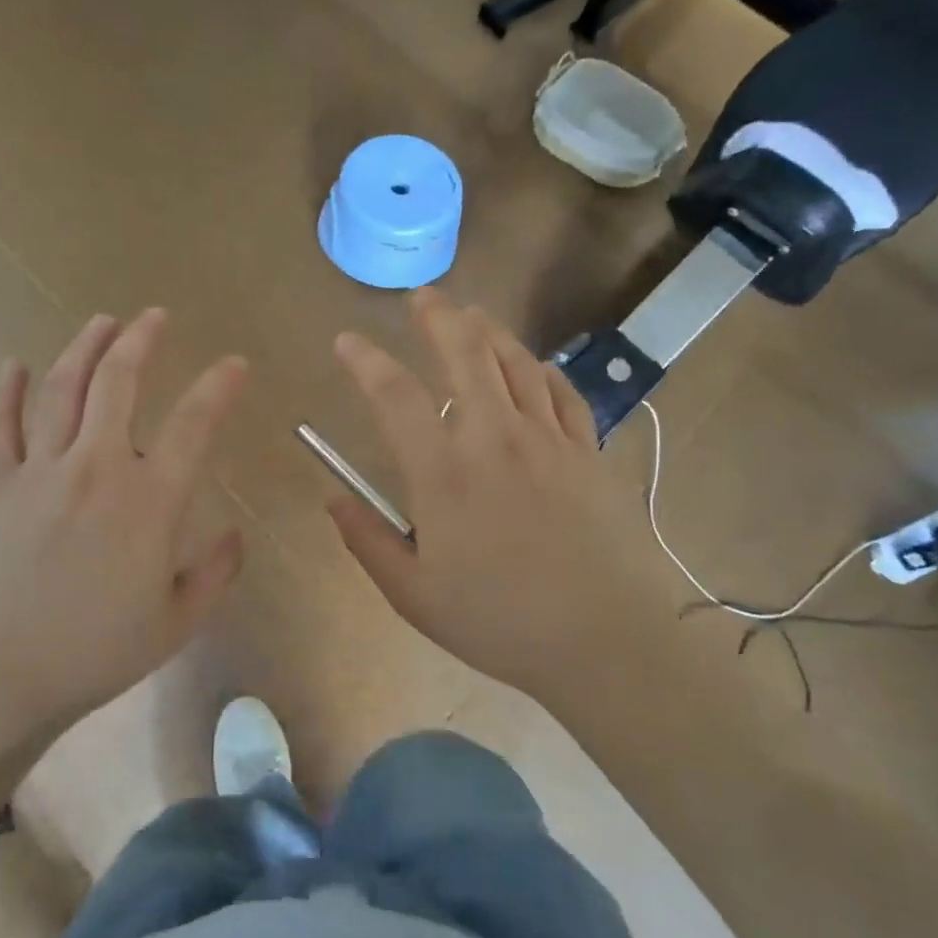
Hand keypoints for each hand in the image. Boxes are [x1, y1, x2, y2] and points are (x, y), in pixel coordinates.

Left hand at [0, 310, 248, 732]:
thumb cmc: (96, 651)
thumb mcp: (177, 622)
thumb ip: (215, 573)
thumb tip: (235, 535)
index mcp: (148, 500)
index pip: (193, 424)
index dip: (218, 386)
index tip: (234, 363)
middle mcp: (97, 468)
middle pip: (118, 384)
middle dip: (140, 341)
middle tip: (155, 316)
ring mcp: (41, 471)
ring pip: (63, 390)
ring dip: (85, 348)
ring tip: (102, 321)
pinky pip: (1, 428)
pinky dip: (7, 393)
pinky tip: (14, 365)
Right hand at [328, 289, 643, 700]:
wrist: (605, 641)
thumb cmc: (500, 622)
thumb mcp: (414, 595)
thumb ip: (368, 541)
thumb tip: (332, 499)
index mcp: (444, 472)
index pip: (394, 394)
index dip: (365, 360)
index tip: (346, 341)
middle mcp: (494, 437)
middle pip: (465, 353)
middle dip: (438, 316)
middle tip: (422, 297)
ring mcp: (547, 438)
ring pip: (515, 362)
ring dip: (488, 331)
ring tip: (470, 316)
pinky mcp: (586, 451)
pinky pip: (560, 392)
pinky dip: (540, 370)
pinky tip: (531, 368)